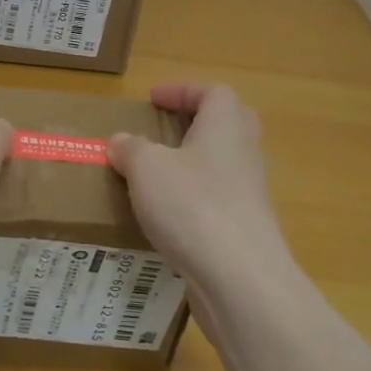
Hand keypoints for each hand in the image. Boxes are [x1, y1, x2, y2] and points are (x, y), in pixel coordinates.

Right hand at [108, 83, 290, 282]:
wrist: (240, 279)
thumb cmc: (192, 205)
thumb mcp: (147, 168)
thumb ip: (131, 149)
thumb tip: (121, 141)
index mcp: (226, 126)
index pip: (213, 92)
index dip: (182, 90)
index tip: (153, 100)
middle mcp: (244, 154)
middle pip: (228, 125)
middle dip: (196, 124)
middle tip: (163, 132)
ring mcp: (249, 195)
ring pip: (222, 167)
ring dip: (192, 166)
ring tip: (154, 178)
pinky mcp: (245, 231)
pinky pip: (218, 203)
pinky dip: (194, 203)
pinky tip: (166, 220)